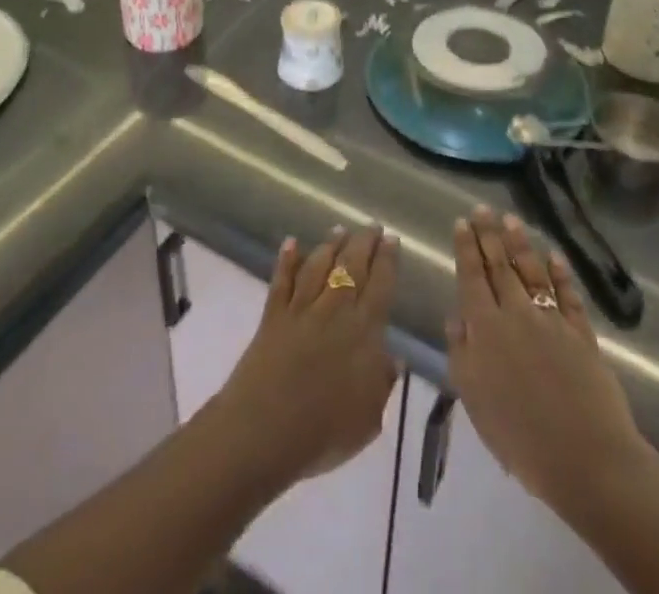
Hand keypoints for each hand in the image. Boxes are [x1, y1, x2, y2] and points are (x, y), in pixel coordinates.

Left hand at [214, 226, 400, 485]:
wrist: (266, 430)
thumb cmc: (324, 432)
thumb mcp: (369, 419)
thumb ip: (382, 383)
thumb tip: (393, 356)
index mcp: (363, 332)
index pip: (380, 286)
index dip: (387, 261)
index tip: (392, 240)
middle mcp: (334, 310)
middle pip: (351, 266)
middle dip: (364, 243)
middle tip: (372, 227)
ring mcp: (301, 308)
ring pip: (319, 265)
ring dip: (331, 245)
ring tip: (339, 229)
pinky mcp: (273, 314)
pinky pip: (282, 280)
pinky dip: (287, 259)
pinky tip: (291, 243)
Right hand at [446, 206, 645, 508]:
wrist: (586, 459)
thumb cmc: (520, 437)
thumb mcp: (474, 400)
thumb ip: (461, 353)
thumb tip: (456, 315)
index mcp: (486, 328)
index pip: (472, 277)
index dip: (465, 248)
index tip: (460, 222)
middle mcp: (516, 314)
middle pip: (500, 267)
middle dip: (489, 235)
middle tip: (483, 209)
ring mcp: (552, 321)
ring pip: (532, 272)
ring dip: (520, 244)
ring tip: (511, 220)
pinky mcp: (582, 334)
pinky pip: (568, 295)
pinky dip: (561, 273)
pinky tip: (554, 256)